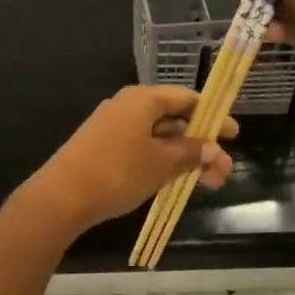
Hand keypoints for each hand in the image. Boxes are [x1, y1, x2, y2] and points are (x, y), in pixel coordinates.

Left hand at [26, 86, 236, 231]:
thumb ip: (190, 153)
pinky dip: (161, 161)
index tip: (233, 135)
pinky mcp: (102, 147)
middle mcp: (127, 106)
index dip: (212, 116)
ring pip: (157, 137)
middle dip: (200, 145)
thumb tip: (212, 148)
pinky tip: (174, 181)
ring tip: (206, 184)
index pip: (186, 98)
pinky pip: (140, 147)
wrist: (61, 196)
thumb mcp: (162, 163)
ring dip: (183, 157)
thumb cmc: (118, 172)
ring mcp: (112, 126)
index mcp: (143, 99)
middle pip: (173, 119)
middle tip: (222, 171)